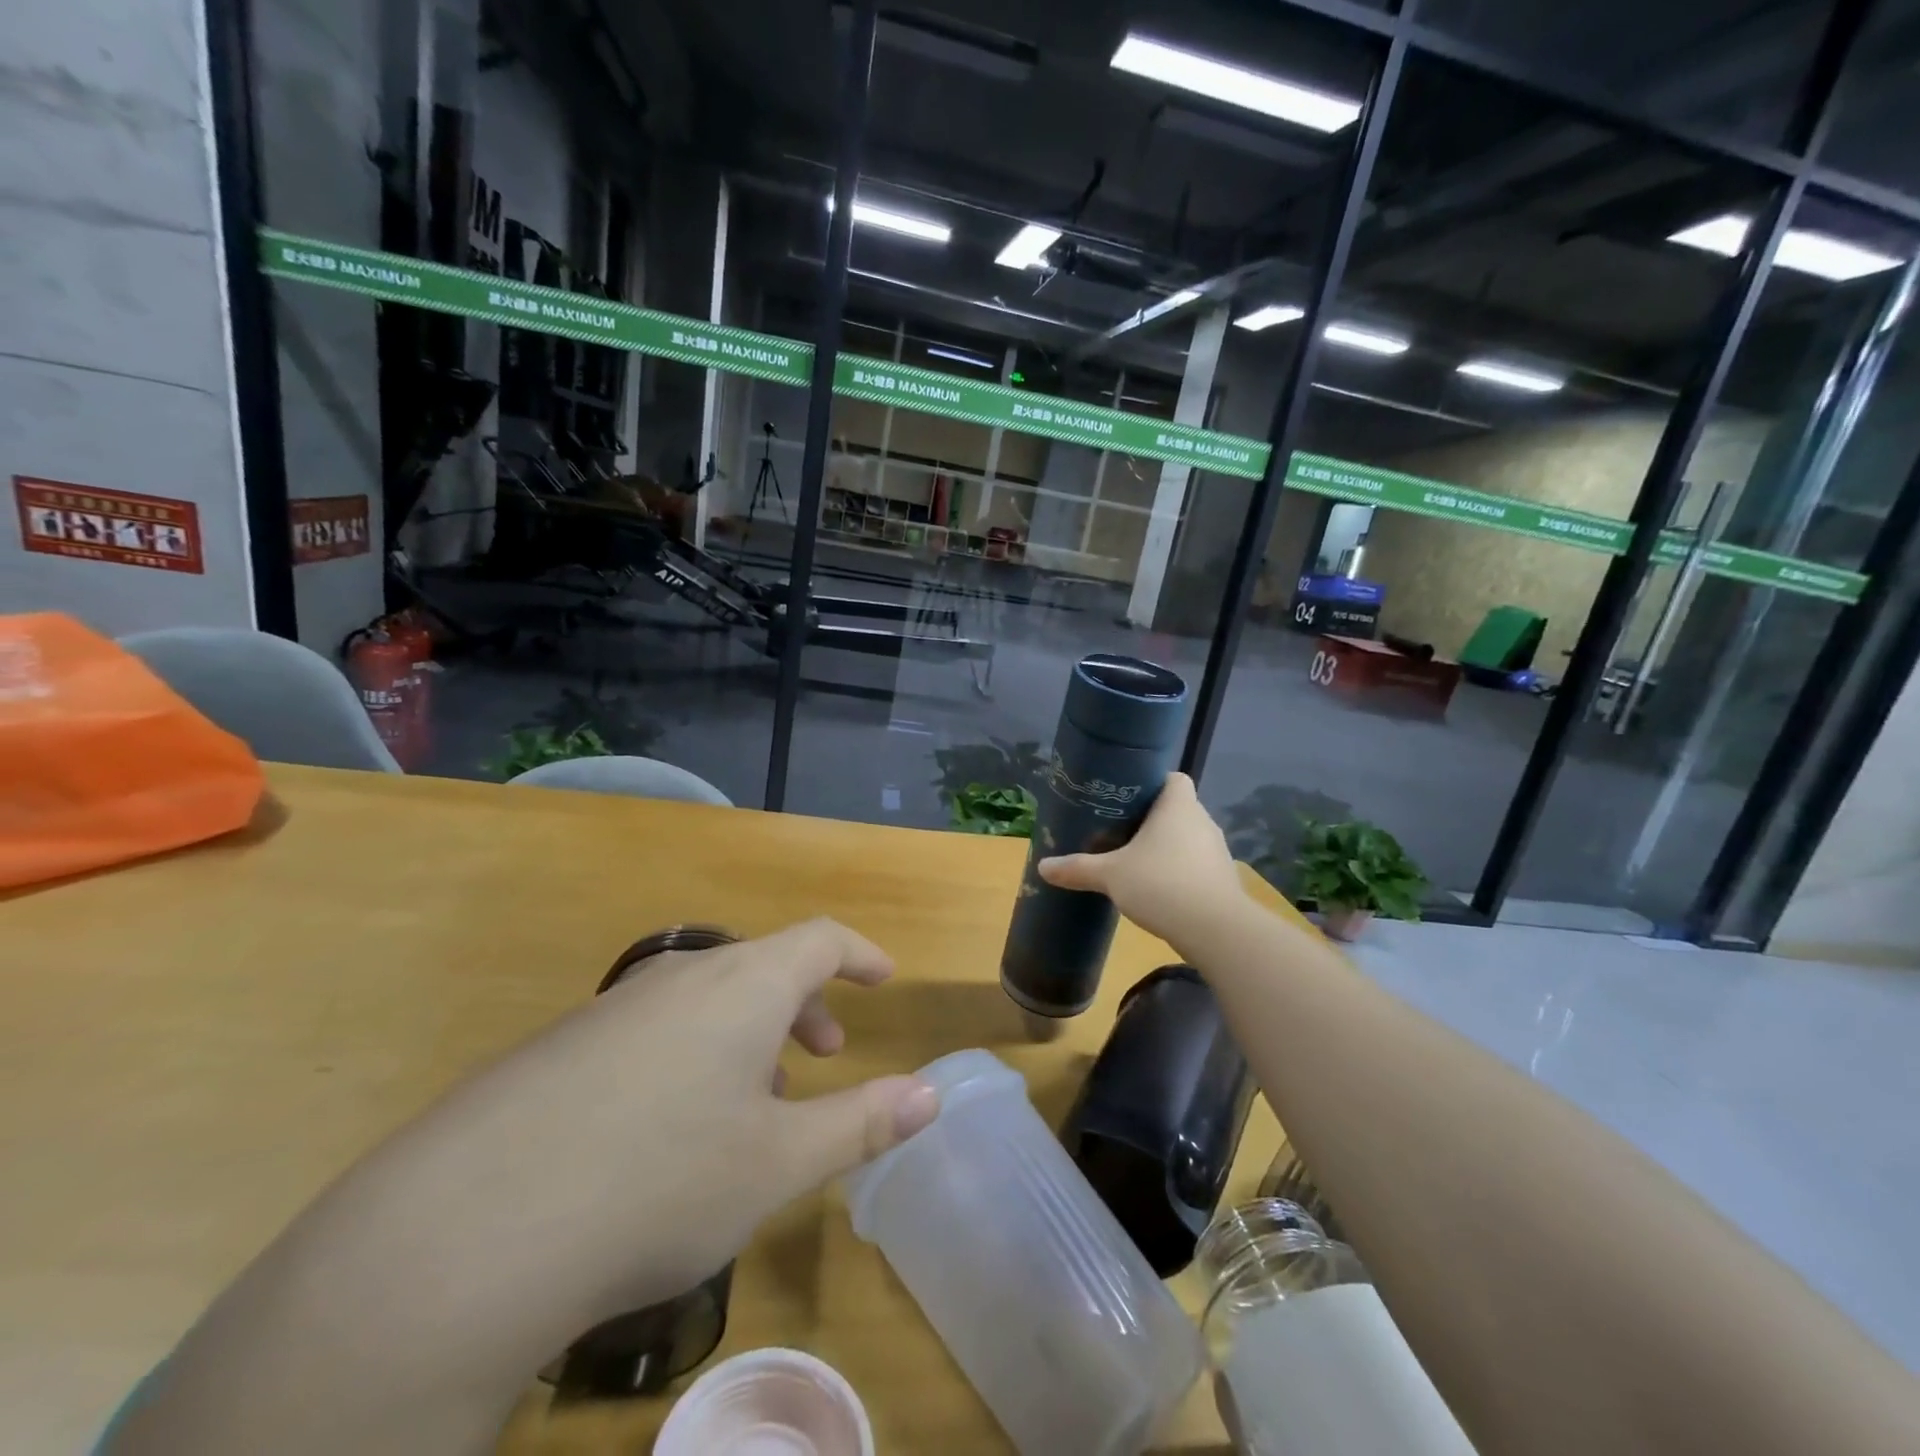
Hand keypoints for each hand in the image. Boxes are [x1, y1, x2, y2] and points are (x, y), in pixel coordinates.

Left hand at [376, 918, 941, 1331]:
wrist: (462, 1233)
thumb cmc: (659, 1182)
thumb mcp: (778, 1162)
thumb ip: (862, 1121)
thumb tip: (931, 1093)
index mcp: (742, 984)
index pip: (820, 938)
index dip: (859, 953)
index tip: (883, 977)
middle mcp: (681, 976)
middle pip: (763, 966)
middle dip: (804, 1003)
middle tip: (825, 1053)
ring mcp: (614, 1006)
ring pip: (706, 999)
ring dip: (747, 1033)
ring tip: (753, 1100)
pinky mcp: (561, 1045)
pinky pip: (653, 1026)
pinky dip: (691, 1052)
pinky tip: (668, 1127)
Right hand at [1038, 773, 1245, 952]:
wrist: (1215, 930)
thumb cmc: (1161, 884)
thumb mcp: (1111, 875)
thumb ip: (1078, 868)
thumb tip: (1042, 866)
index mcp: (1178, 806)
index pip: (1173, 778)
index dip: (1151, 783)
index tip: (1125, 798)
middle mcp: (1202, 821)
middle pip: (1177, 809)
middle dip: (1151, 819)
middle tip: (1119, 831)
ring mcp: (1216, 851)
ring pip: (1187, 838)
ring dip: (1166, 847)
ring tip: (1135, 861)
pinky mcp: (1222, 880)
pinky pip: (1195, 865)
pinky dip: (1178, 871)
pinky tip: (1157, 889)